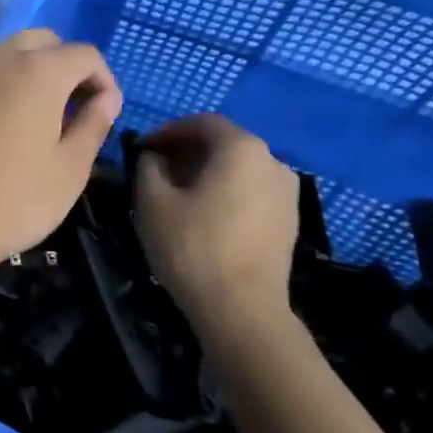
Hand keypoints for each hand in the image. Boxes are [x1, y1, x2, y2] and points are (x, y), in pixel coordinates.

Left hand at [0, 29, 122, 272]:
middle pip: (44, 42)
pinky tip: (3, 123)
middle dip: (66, 66)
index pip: (85, 55)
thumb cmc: (12, 199)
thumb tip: (105, 99)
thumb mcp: (70, 170)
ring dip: (31, 70)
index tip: (106, 113)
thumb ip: (93, 124)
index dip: (104, 80)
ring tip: (40, 116)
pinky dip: (1, 83)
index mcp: (38, 70)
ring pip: (8, 52)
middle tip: (74, 108)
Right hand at [135, 113, 298, 331]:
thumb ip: (148, 167)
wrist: (243, 310)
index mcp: (241, 148)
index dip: (168, 131)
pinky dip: (226, 192)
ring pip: (239, 168)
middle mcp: (272, 161)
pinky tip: (204, 216)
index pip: (201, 122)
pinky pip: (252, 191)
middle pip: (224, 143)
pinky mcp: (289, 221)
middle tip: (156, 170)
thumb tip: (154, 157)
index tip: (143, 149)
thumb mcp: (153, 201)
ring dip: (207, 172)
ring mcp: (287, 193)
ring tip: (178, 195)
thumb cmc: (193, 246)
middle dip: (187, 151)